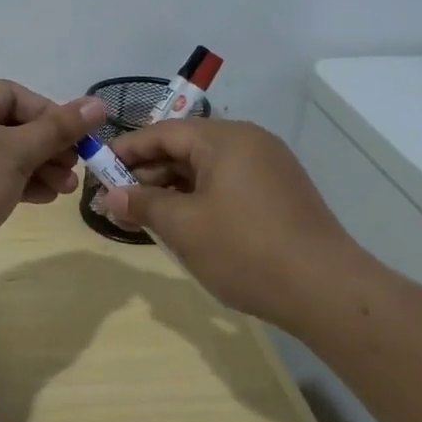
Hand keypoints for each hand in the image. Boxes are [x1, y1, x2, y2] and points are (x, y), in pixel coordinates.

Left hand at [0, 80, 107, 278]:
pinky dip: (13, 183)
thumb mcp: (17, 152)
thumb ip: (59, 128)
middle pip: (9, 126)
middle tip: (75, 171)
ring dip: (35, 169)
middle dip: (47, 149)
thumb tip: (98, 104)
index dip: (52, 117)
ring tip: (65, 190)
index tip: (80, 141)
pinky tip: (42, 198)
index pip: (15, 96)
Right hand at [99, 119, 379, 328]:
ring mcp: (269, 168)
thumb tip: (110, 197)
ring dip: (171, 189)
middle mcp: (250, 143)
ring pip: (206, 169)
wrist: (325, 289)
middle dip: (146, 173)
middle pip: (185, 148)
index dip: (126, 150)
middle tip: (115, 201)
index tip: (96, 170)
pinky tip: (180, 223)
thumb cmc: (245, 250)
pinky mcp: (279, 194)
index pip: (163, 132)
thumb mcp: (183, 227)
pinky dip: (198, 199)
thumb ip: (142, 204)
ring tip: (141, 216)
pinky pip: (226, 185)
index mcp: (226, 139)